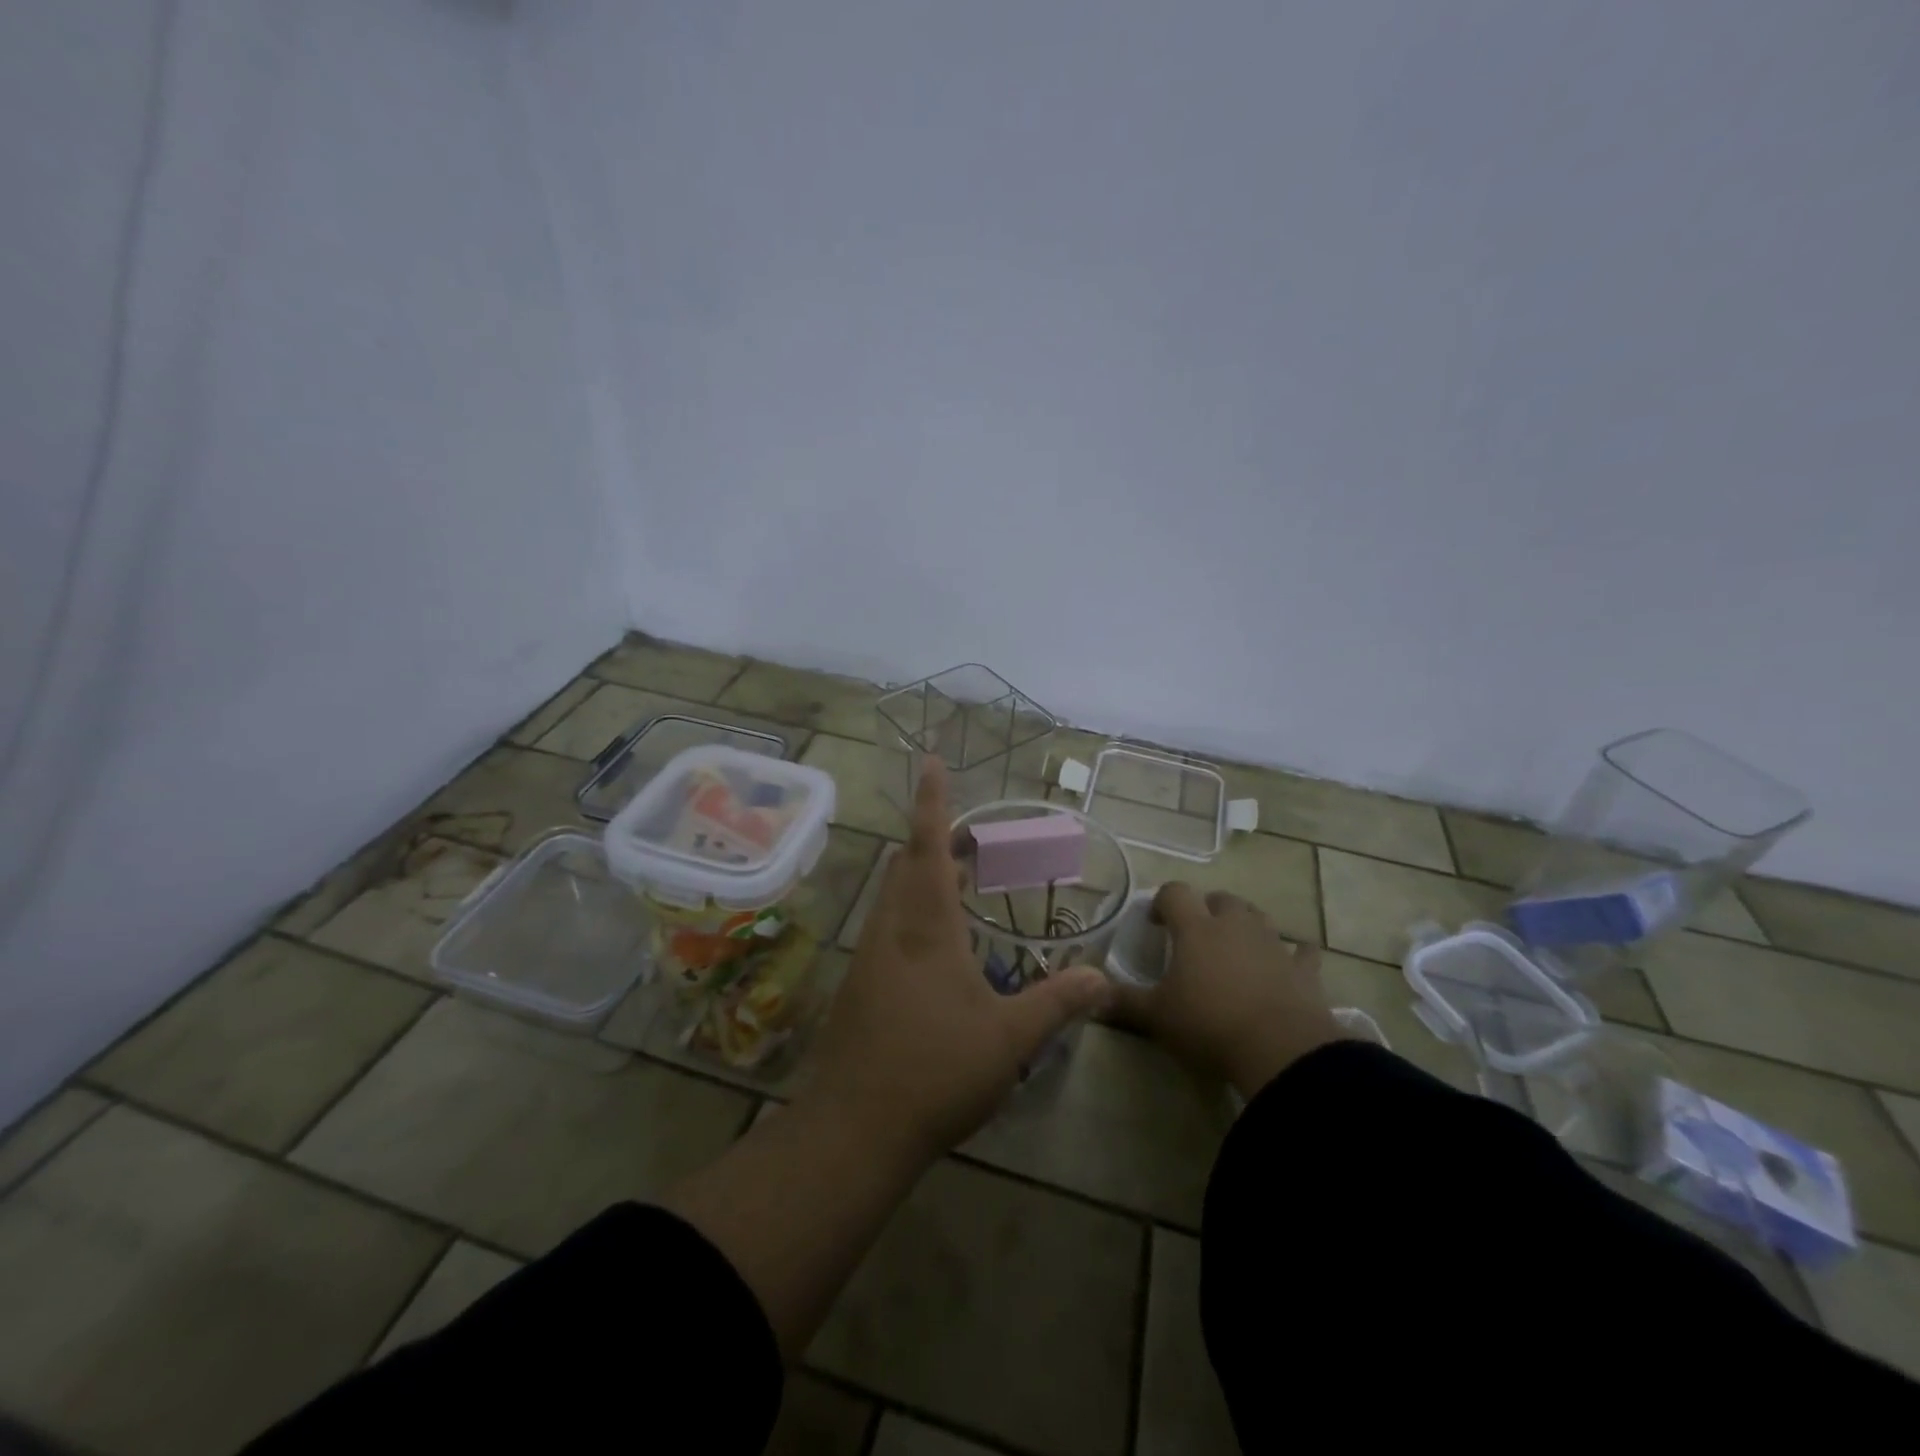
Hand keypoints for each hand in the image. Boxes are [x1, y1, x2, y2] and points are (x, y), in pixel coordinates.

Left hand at [798, 760, 1111, 1166]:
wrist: (853, 1128)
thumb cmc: (935, 1070)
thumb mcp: (1009, 1039)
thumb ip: (1057, 1003)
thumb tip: (1103, 979)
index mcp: (925, 926)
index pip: (927, 846)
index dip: (932, 801)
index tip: (930, 760)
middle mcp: (892, 928)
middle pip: (907, 863)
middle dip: (936, 841)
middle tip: (974, 841)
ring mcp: (870, 956)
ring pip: (894, 894)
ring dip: (924, 877)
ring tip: (962, 883)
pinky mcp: (861, 984)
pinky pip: (889, 925)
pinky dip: (914, 911)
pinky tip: (940, 945)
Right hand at [1110, 884, 1343, 1097]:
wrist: (1280, 1050)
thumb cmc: (1209, 1025)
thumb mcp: (1156, 1017)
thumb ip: (1121, 1001)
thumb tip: (1088, 991)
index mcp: (1195, 929)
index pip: (1175, 893)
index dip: (1162, 901)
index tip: (1155, 923)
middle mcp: (1234, 925)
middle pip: (1220, 899)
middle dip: (1206, 909)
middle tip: (1195, 935)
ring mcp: (1273, 944)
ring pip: (1258, 916)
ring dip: (1244, 924)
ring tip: (1234, 945)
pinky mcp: (1303, 970)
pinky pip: (1300, 951)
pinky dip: (1293, 954)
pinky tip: (1289, 963)